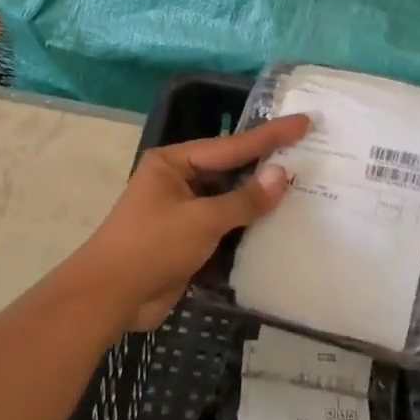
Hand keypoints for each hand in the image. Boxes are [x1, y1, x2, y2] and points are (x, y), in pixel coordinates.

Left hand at [69, 114, 311, 329]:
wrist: (110, 297)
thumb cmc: (151, 246)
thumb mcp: (201, 220)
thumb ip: (244, 199)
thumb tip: (281, 176)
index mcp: (173, 163)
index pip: (231, 146)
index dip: (270, 136)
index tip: (304, 122)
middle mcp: (177, 182)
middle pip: (230, 171)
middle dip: (266, 167)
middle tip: (309, 155)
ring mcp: (182, 213)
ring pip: (229, 201)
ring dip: (259, 201)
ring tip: (303, 189)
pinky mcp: (187, 242)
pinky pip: (224, 228)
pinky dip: (247, 228)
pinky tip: (278, 226)